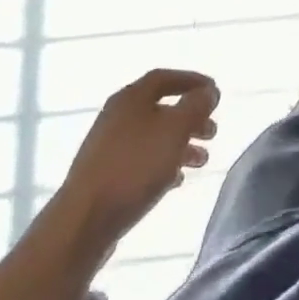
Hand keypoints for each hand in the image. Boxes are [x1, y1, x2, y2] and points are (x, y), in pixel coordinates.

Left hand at [61, 69, 219, 245]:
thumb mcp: (175, 129)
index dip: (192, 81)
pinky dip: (163, 164)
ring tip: (202, 161)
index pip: (165, 78)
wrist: (84, 221)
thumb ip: (196, 106)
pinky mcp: (105, 175)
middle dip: (190, 118)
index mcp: (131, 98)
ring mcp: (108, 147)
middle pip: (161, 108)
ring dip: (181, 144)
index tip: (214, 93)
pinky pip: (141, 161)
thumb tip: (208, 91)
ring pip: (153, 137)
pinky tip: (177, 180)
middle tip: (212, 132)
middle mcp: (117, 116)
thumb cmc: (134, 166)